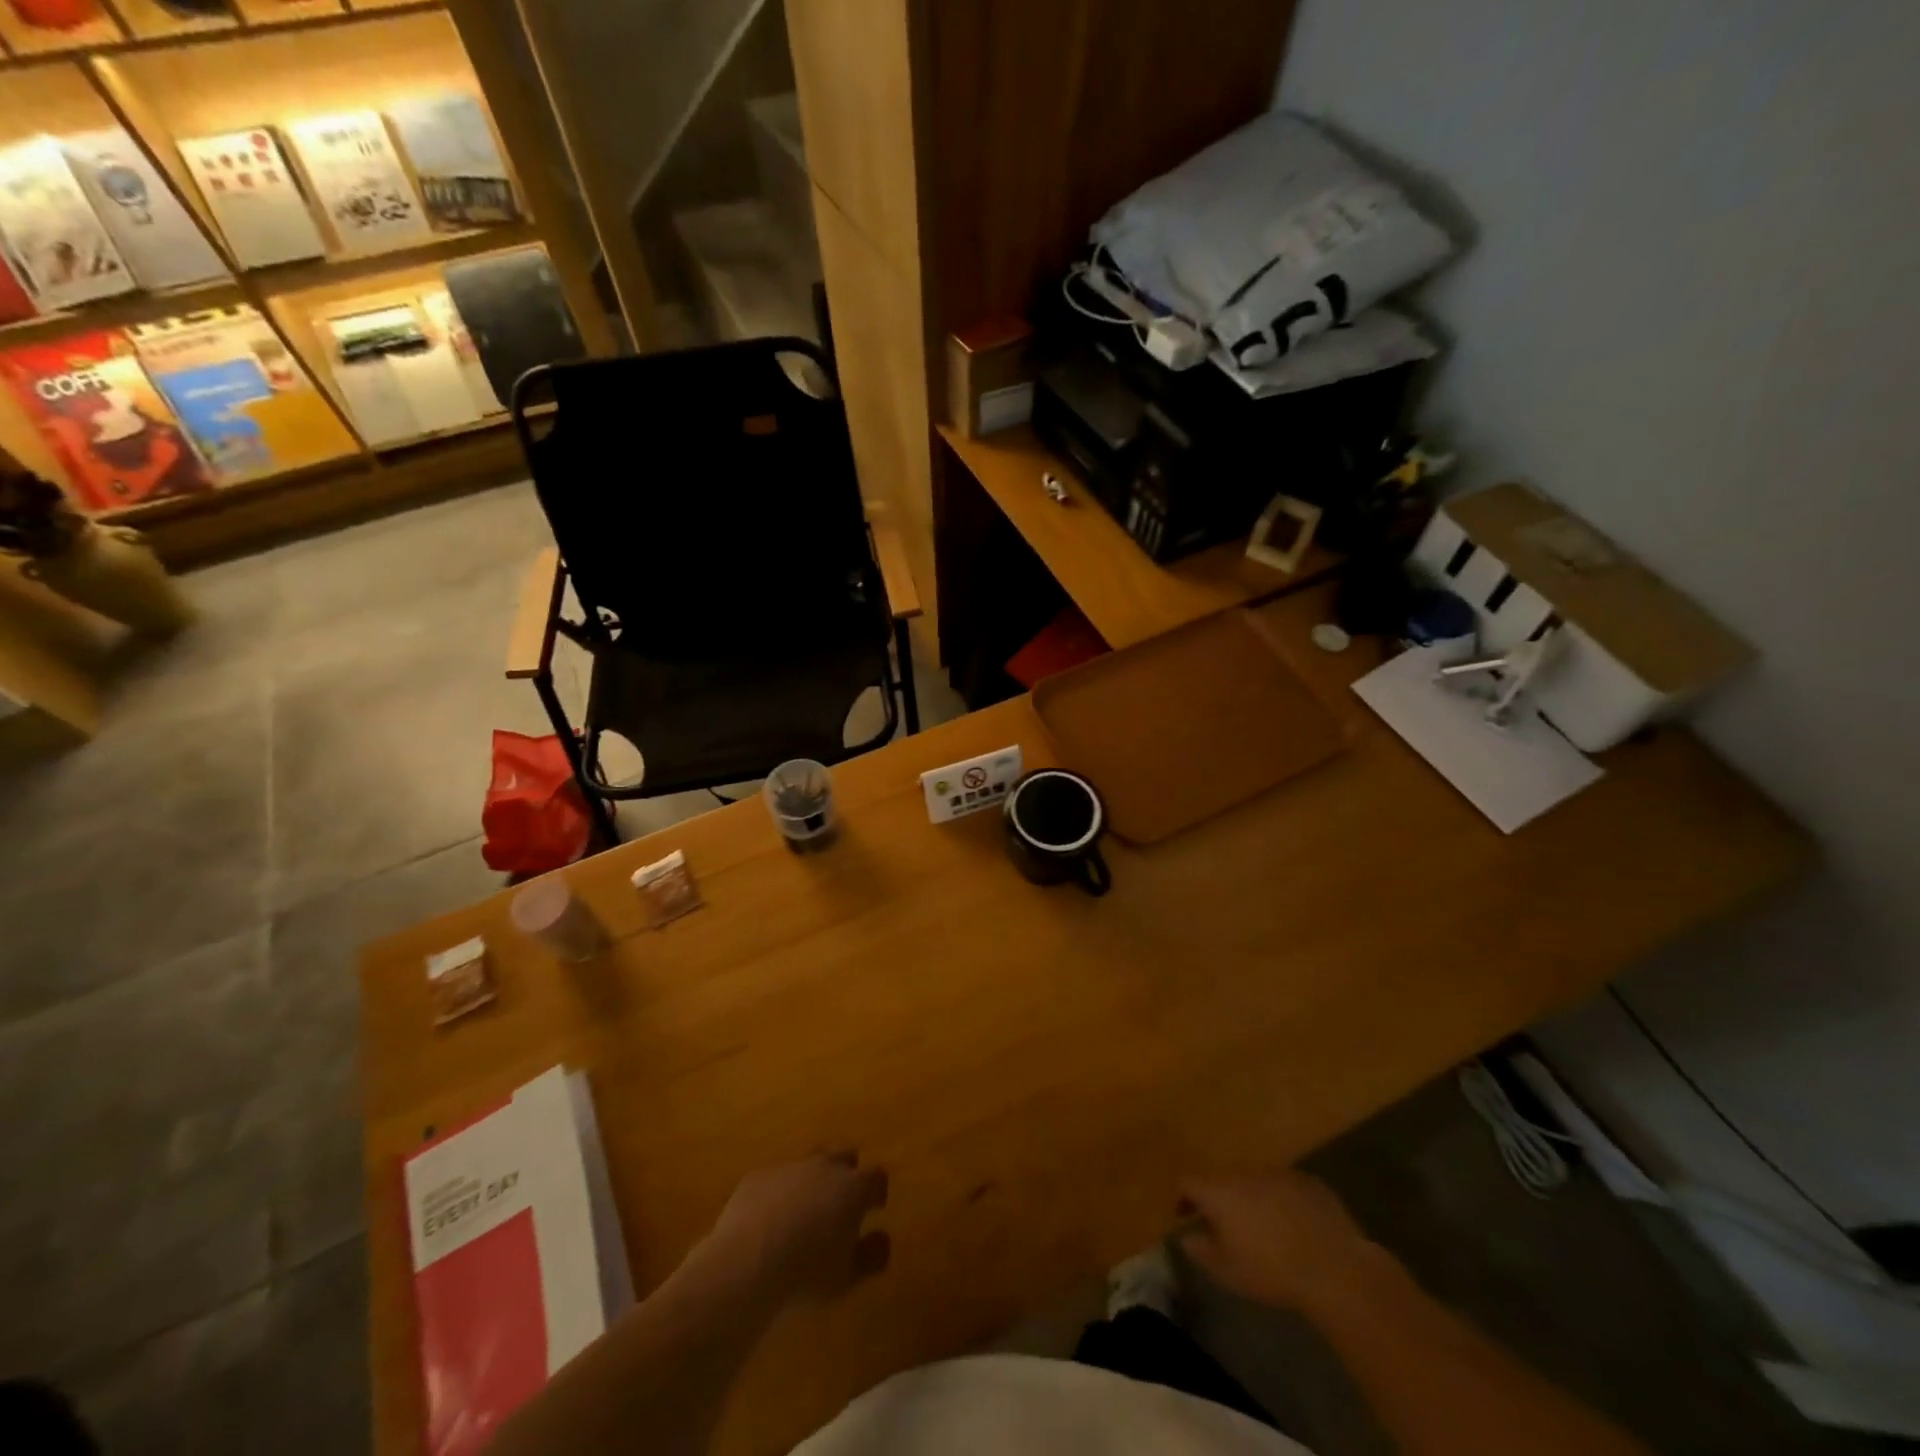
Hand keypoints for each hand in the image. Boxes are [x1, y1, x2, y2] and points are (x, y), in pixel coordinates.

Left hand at [701, 1150, 889, 1307]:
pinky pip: (776, 1178)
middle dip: (847, 1173)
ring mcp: (789, 1167)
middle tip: (841, 1203)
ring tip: (804, 1212)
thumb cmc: (806, 1273)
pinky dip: (779, 1193)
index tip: (874, 1208)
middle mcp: (823, 1167)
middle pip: (844, 1155)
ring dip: (812, 1181)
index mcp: (852, 1188)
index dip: (877, 1191)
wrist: (746, 1264)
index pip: (876, 1176)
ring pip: (808, 1163)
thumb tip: (882, 1238)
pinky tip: (769, 1220)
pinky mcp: (758, 1176)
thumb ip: (872, 1255)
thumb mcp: (848, 1277)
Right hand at [1179, 1170, 1391, 1312]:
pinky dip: (1281, 1201)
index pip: (1188, 1182)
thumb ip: (1200, 1251)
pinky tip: (1295, 1227)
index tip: (1187, 1219)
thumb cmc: (1271, 1271)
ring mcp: (1278, 1172)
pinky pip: (1284, 1186)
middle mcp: (1244, 1172)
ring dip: (1252, 1199)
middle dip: (1221, 1200)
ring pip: (1255, 1181)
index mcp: (1219, 1190)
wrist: (1334, 1268)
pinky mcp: (1308, 1180)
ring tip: (1264, 1229)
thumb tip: (1186, 1236)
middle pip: (1223, 1180)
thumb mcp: (1227, 1272)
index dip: (1184, 1200)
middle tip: (1228, 1228)